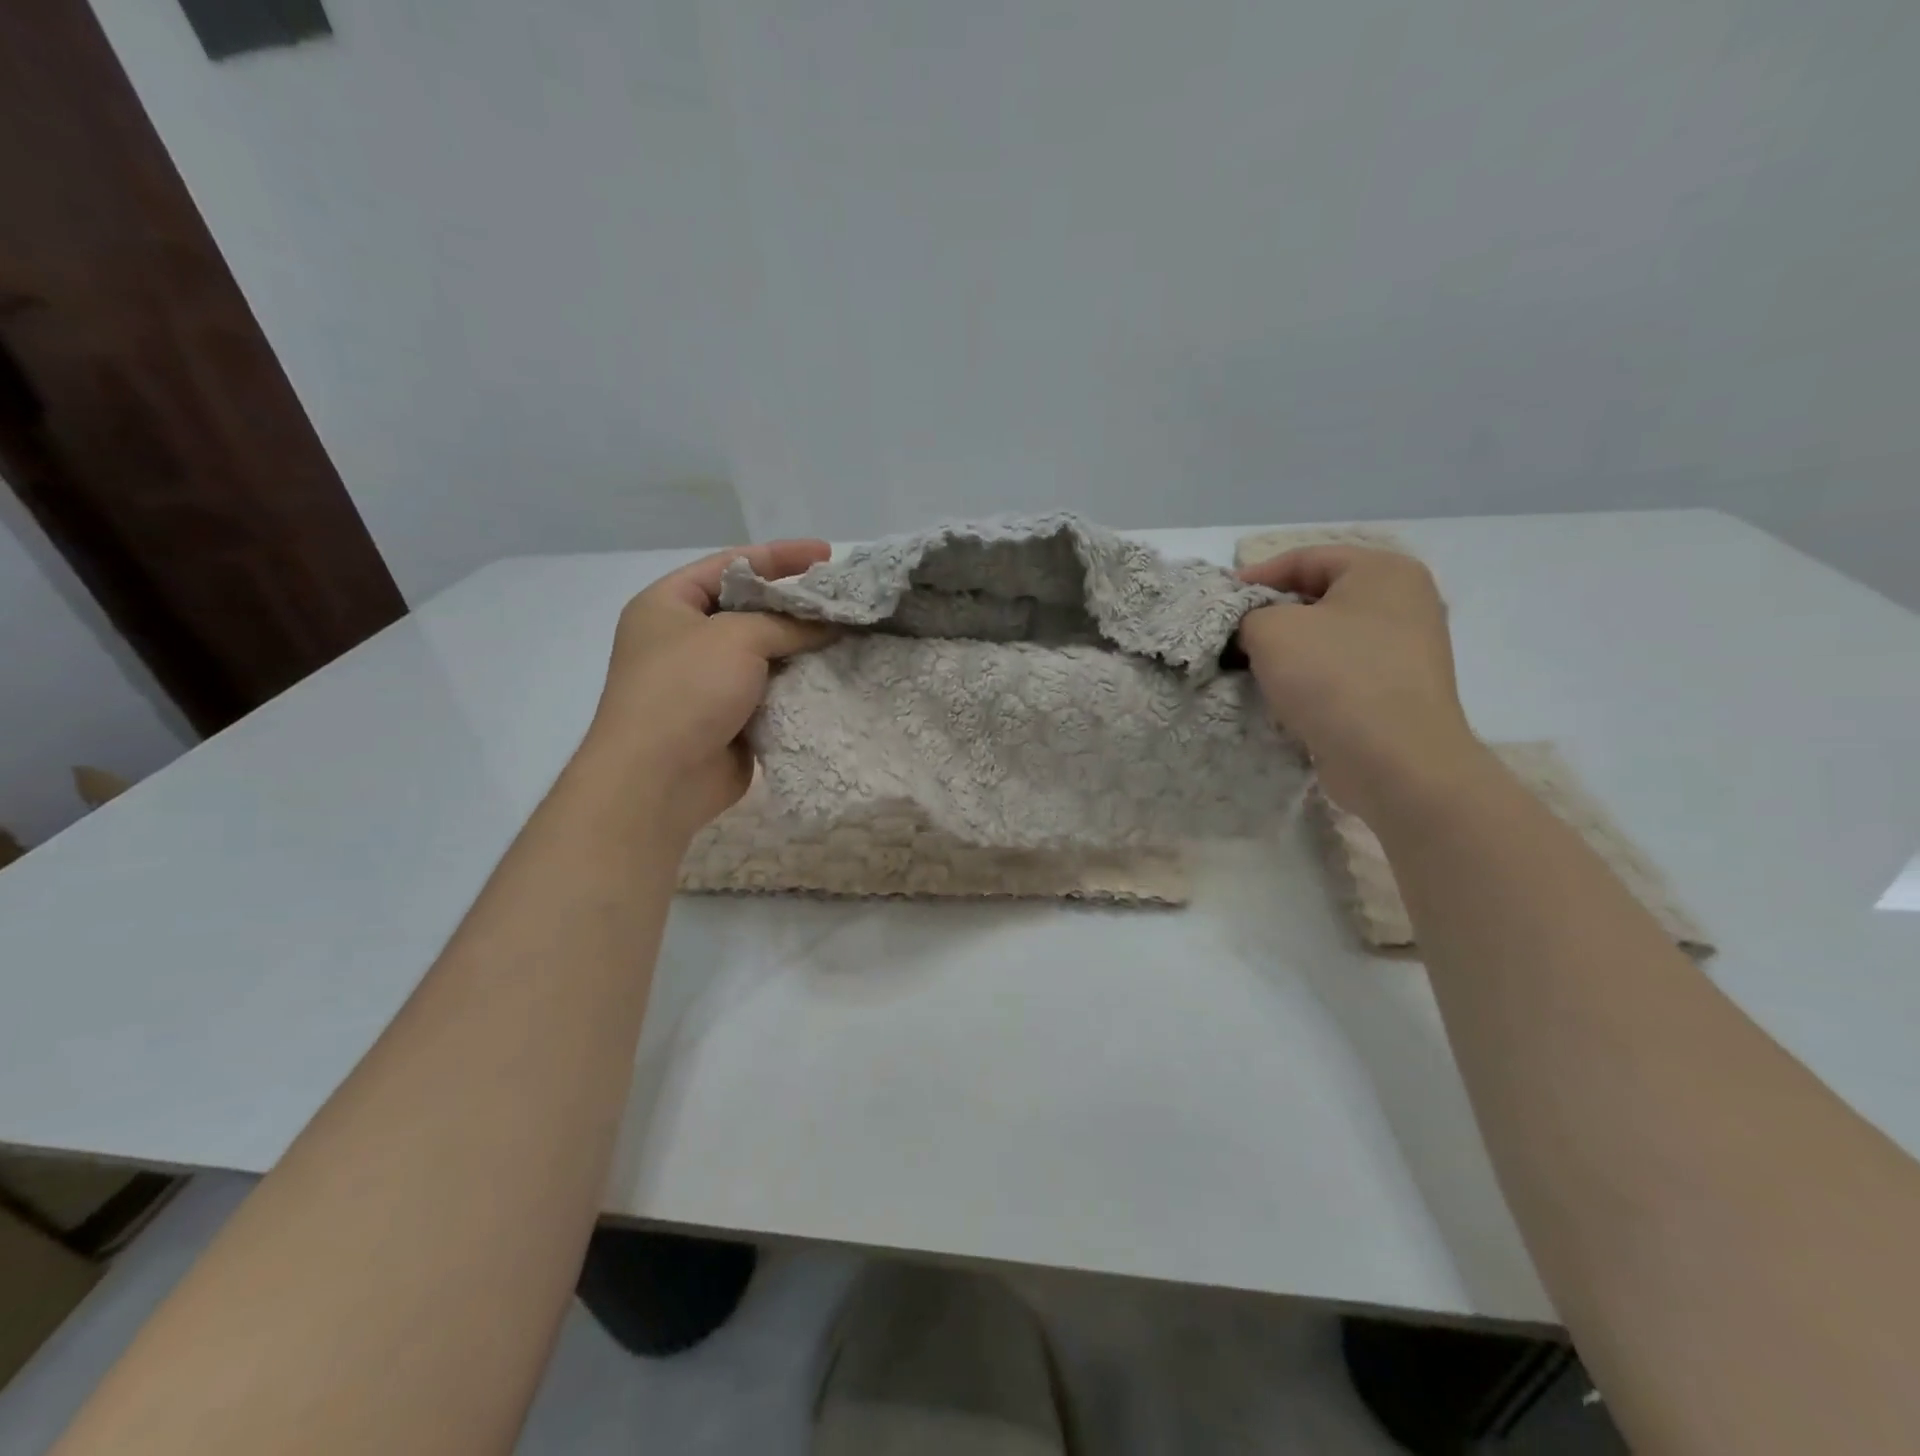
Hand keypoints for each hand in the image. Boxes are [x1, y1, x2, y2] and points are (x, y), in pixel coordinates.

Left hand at [580, 540, 834, 840]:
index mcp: (669, 604)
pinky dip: (798, 682)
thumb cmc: (686, 689)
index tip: (828, 554)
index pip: (731, 565)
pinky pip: (771, 690)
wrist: (660, 778)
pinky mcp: (730, 717)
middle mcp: (685, 638)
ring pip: (765, 652)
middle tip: (843, 598)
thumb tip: (830, 624)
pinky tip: (834, 674)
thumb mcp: (737, 637)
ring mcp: (707, 681)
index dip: (780, 556)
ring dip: (802, 645)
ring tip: (850, 634)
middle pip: (750, 608)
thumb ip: (788, 623)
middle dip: (796, 603)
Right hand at [1237, 546, 1484, 822]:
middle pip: (1318, 598)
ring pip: (1327, 638)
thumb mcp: (1270, 630)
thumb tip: (1248, 628)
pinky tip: (1282, 697)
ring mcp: (1406, 650)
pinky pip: (1341, 672)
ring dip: (1286, 652)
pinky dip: (1309, 679)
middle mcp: (1403, 602)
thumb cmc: (1333, 677)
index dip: (1255, 577)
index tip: (1219, 603)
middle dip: (1269, 617)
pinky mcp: (1397, 691)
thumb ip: (1247, 615)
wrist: (1394, 761)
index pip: (1305, 558)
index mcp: (1383, 571)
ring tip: (1248, 669)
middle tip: (1229, 638)